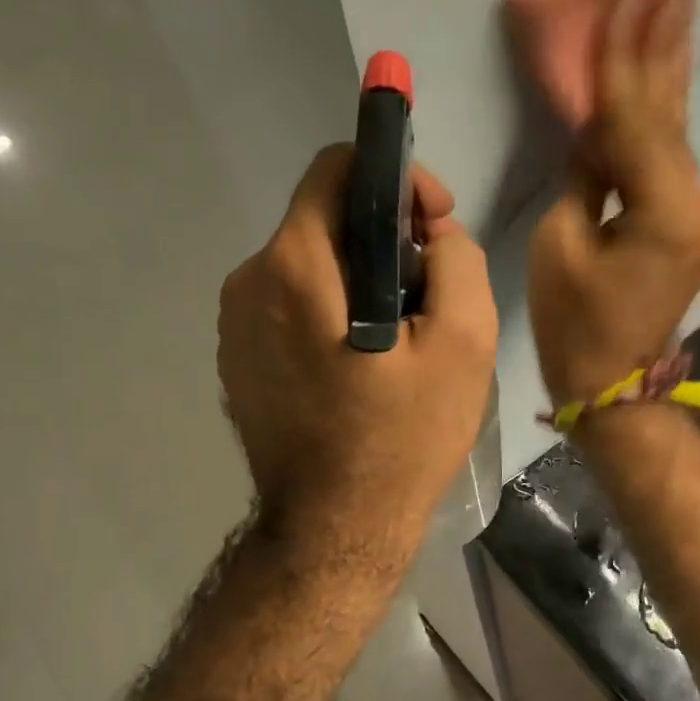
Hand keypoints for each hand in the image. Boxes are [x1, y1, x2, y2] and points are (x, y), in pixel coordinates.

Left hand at [218, 146, 497, 563]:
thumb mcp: (464, 343)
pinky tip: (367, 365)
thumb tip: (434, 233)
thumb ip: (457, 260)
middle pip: (326, 220)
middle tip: (433, 293)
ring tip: (405, 337)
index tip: (435, 224)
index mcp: (294, 267)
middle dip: (388, 238)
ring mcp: (235, 326)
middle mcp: (248, 282)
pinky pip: (293, 306)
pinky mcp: (240, 360)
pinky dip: (335, 312)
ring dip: (364, 279)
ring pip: (312, 264)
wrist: (336, 532)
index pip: (336, 167)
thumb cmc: (403, 440)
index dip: (396, 179)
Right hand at [529, 0, 699, 407]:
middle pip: (671, 120)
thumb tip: (596, 131)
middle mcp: (696, 208)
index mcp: (663, 214)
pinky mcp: (692, 229)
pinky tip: (663, 83)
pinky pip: (673, 165)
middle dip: (663, 53)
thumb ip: (585, 175)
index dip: (624, 61)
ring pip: (677, 139)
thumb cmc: (575, 326)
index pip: (638, 121)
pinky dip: (663, 123)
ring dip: (668, 80)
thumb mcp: (561, 243)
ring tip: (673, 15)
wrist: (615, 386)